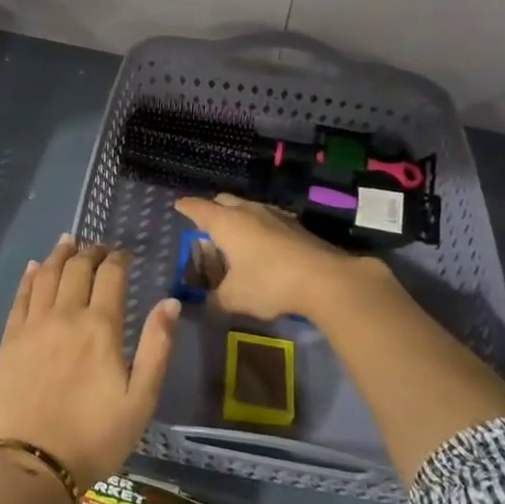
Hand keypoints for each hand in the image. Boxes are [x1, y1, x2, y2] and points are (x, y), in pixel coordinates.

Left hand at [0, 235, 178, 491]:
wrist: (36, 464)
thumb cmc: (97, 435)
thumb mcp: (141, 398)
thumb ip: (157, 346)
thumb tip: (170, 302)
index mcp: (100, 326)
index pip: (110, 275)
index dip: (118, 259)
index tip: (124, 254)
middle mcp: (65, 315)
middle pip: (77, 268)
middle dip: (91, 252)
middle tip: (98, 247)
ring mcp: (33, 325)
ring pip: (45, 274)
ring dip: (59, 254)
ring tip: (68, 241)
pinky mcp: (10, 340)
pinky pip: (20, 297)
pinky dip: (29, 276)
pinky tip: (33, 267)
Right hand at [174, 193, 359, 322]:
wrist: (325, 280)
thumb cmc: (269, 283)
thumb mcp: (234, 298)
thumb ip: (216, 299)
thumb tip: (208, 303)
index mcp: (225, 223)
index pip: (198, 208)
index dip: (186, 207)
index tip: (178, 206)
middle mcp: (248, 211)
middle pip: (224, 201)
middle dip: (212, 209)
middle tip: (206, 226)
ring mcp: (275, 215)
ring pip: (248, 208)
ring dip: (238, 218)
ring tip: (235, 237)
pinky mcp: (296, 226)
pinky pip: (268, 220)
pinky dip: (259, 228)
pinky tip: (263, 246)